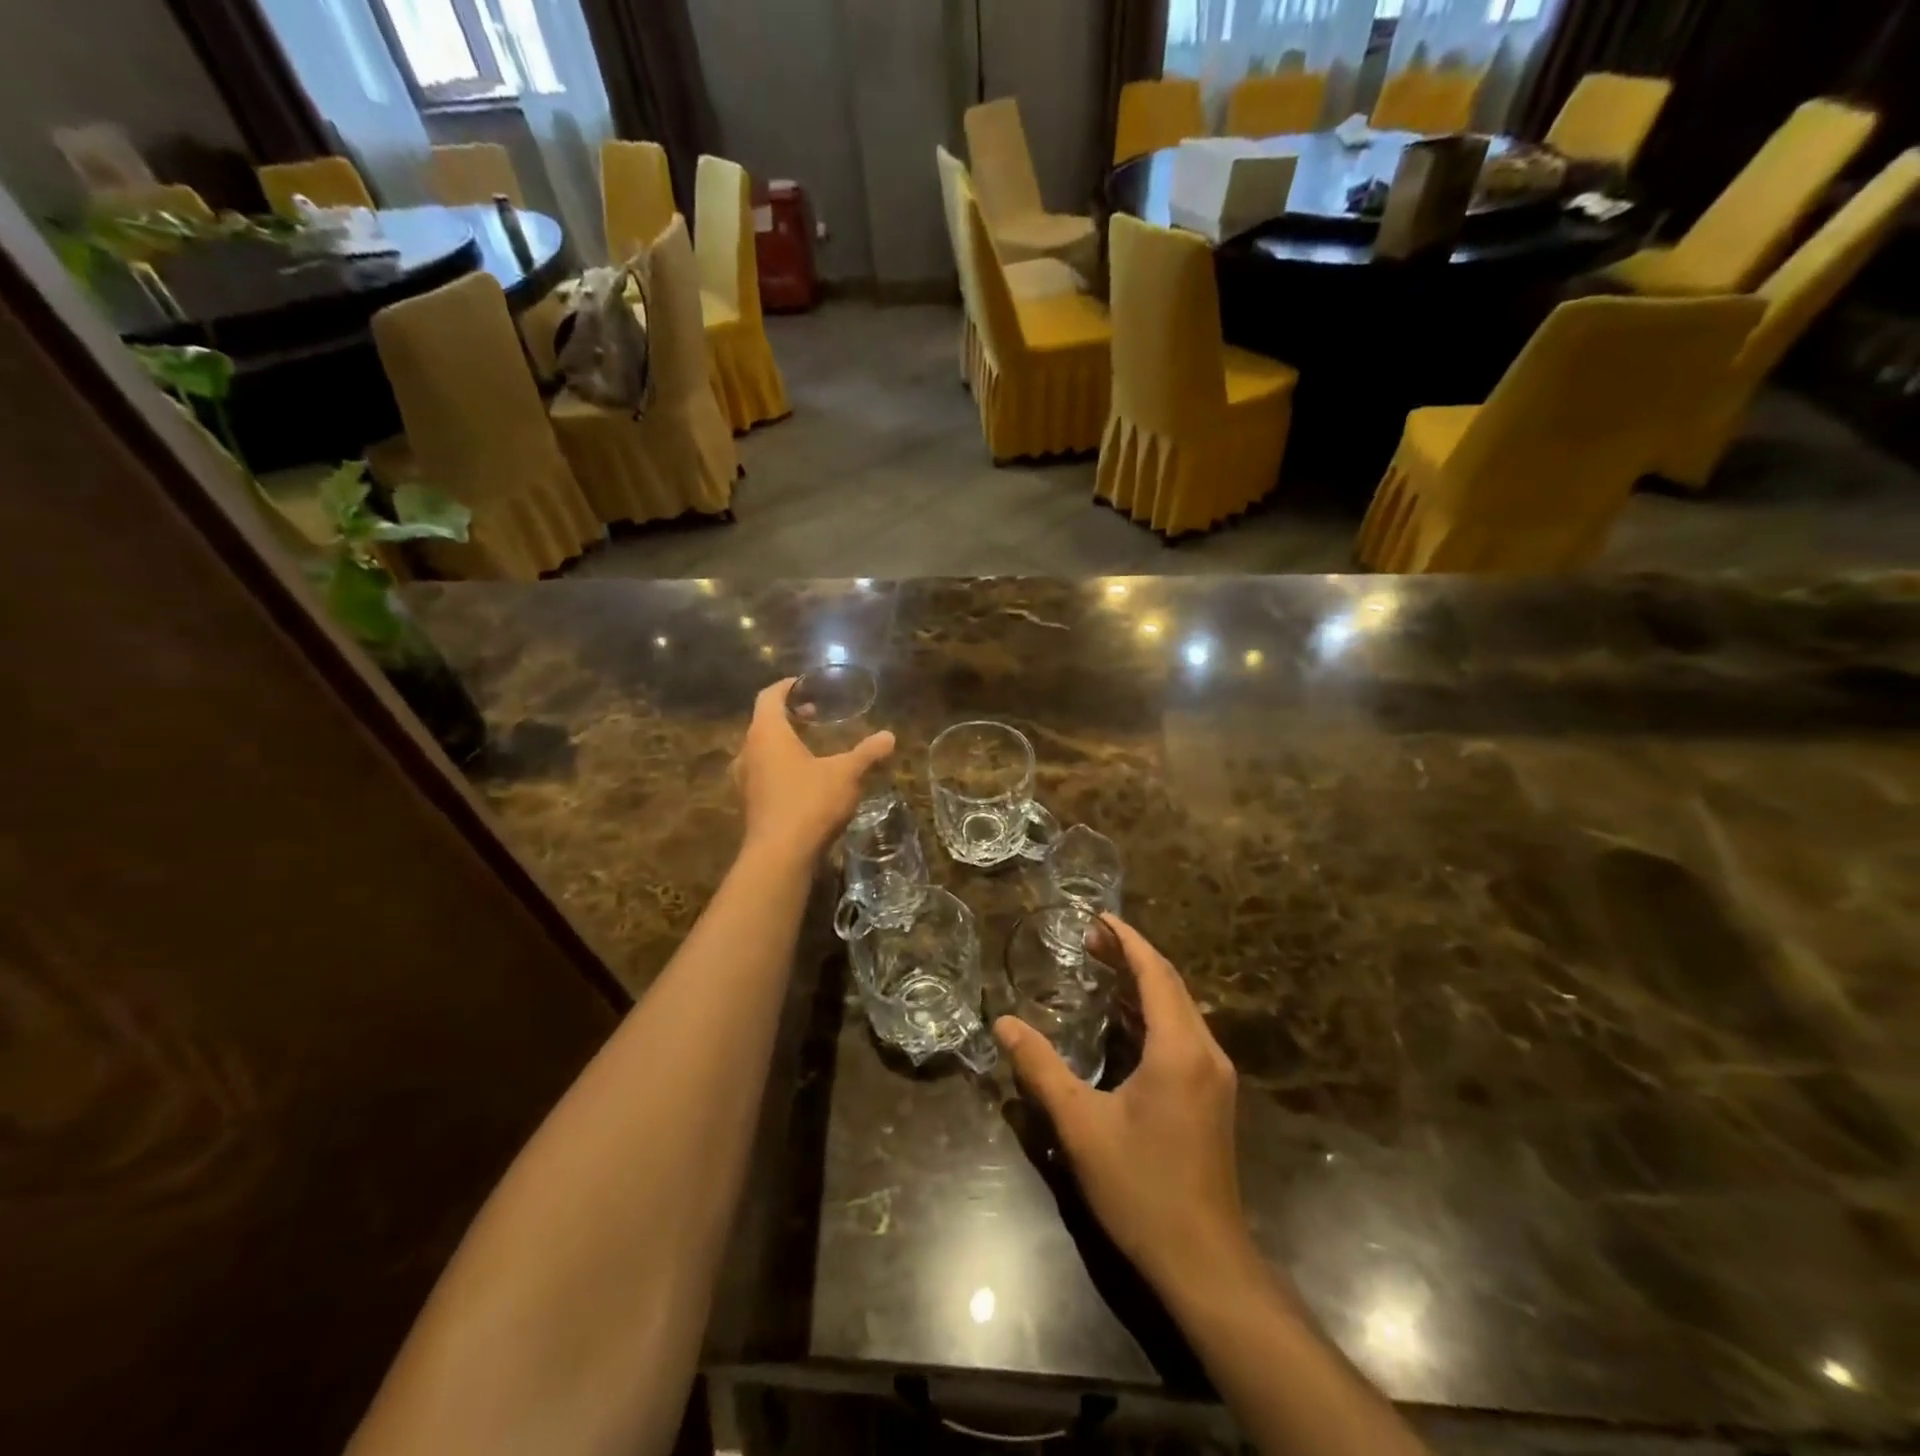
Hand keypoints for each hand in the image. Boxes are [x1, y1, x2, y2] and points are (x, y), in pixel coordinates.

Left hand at [733, 677, 893, 859]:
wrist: (779, 856)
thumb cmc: (810, 802)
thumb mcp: (846, 774)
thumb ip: (867, 753)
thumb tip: (889, 736)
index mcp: (767, 734)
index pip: (769, 697)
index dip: (786, 687)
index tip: (804, 684)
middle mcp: (748, 752)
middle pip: (764, 723)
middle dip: (789, 717)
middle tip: (815, 716)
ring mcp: (745, 781)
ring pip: (761, 751)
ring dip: (784, 745)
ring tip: (811, 748)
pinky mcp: (749, 805)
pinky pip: (763, 774)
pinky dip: (780, 768)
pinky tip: (804, 781)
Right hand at [995, 915, 1252, 1298]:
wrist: (1204, 1262)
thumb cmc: (1140, 1187)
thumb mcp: (1080, 1125)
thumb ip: (1041, 1068)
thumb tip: (1003, 1023)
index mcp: (1179, 1049)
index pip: (1155, 973)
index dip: (1127, 940)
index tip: (1098, 917)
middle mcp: (1205, 1052)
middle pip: (1170, 984)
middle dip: (1131, 956)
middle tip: (1088, 939)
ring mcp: (1214, 1076)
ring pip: (1179, 1009)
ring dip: (1142, 984)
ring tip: (1100, 967)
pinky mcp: (1212, 1096)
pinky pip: (1182, 1033)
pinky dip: (1152, 1013)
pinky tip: (1122, 1020)